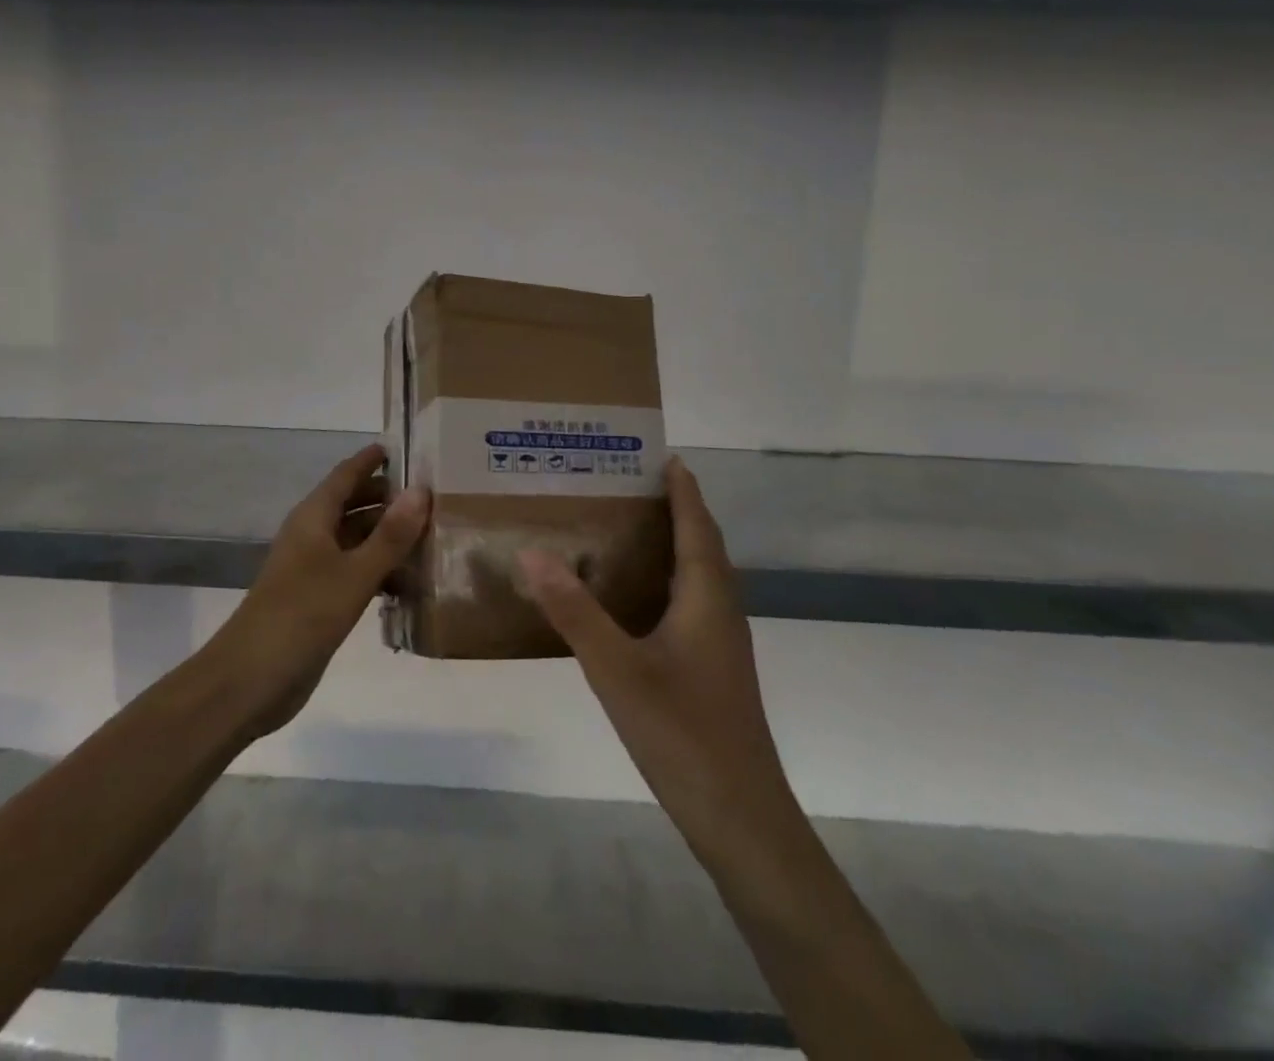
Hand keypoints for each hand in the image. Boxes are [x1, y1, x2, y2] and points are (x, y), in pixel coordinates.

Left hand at [210, 444, 429, 738]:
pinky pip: (355, 572)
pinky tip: (410, 584)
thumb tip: (421, 489)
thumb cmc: (301, 616)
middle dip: (389, 499)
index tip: (407, 447)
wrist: (249, 680)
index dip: (372, 459)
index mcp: (313, 518)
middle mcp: (312, 536)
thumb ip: (390, 535)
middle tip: (434, 496)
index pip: (346, 474)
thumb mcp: (353, 574)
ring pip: (357, 541)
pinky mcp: (318, 600)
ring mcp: (314, 569)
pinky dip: (380, 572)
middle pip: (353, 505)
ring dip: (388, 538)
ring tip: (433, 538)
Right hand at [520, 456, 788, 858]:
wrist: (740, 818)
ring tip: (628, 529)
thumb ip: (574, 610)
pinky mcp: (714, 671)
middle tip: (630, 485)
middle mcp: (721, 612)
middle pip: (703, 546)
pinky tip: (634, 600)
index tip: (663, 455)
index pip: (697, 526)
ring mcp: (721, 645)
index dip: (684, 489)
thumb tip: (533, 551)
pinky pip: (692, 605)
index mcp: (707, 598)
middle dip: (677, 510)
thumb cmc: (682, 731)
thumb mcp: (616, 668)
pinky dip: (668, 583)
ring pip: (700, 578)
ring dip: (674, 545)